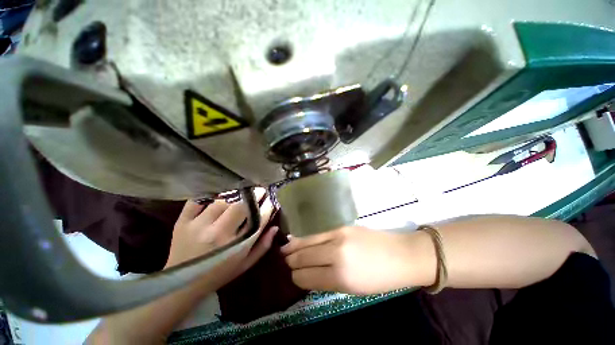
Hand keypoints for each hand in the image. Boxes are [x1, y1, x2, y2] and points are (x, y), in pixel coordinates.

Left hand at [166, 189, 277, 291]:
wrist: (180, 285)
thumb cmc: (218, 275)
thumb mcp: (245, 265)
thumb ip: (263, 246)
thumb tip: (275, 227)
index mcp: (235, 246)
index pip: (258, 219)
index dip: (267, 207)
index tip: (271, 200)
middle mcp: (218, 233)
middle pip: (240, 206)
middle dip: (254, 195)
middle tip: (260, 190)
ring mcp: (198, 226)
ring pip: (222, 201)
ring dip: (235, 194)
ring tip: (242, 192)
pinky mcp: (183, 222)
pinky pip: (197, 201)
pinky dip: (209, 195)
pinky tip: (218, 195)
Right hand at [281, 226, 433, 294]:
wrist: (401, 255)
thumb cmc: (380, 279)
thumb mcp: (353, 289)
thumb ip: (327, 281)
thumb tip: (307, 276)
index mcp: (340, 276)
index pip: (308, 276)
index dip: (296, 277)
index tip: (290, 276)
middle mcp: (335, 253)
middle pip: (305, 257)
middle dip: (291, 261)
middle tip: (281, 262)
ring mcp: (338, 235)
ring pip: (308, 242)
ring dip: (294, 246)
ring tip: (283, 249)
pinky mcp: (341, 226)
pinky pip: (318, 233)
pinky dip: (306, 238)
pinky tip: (299, 239)